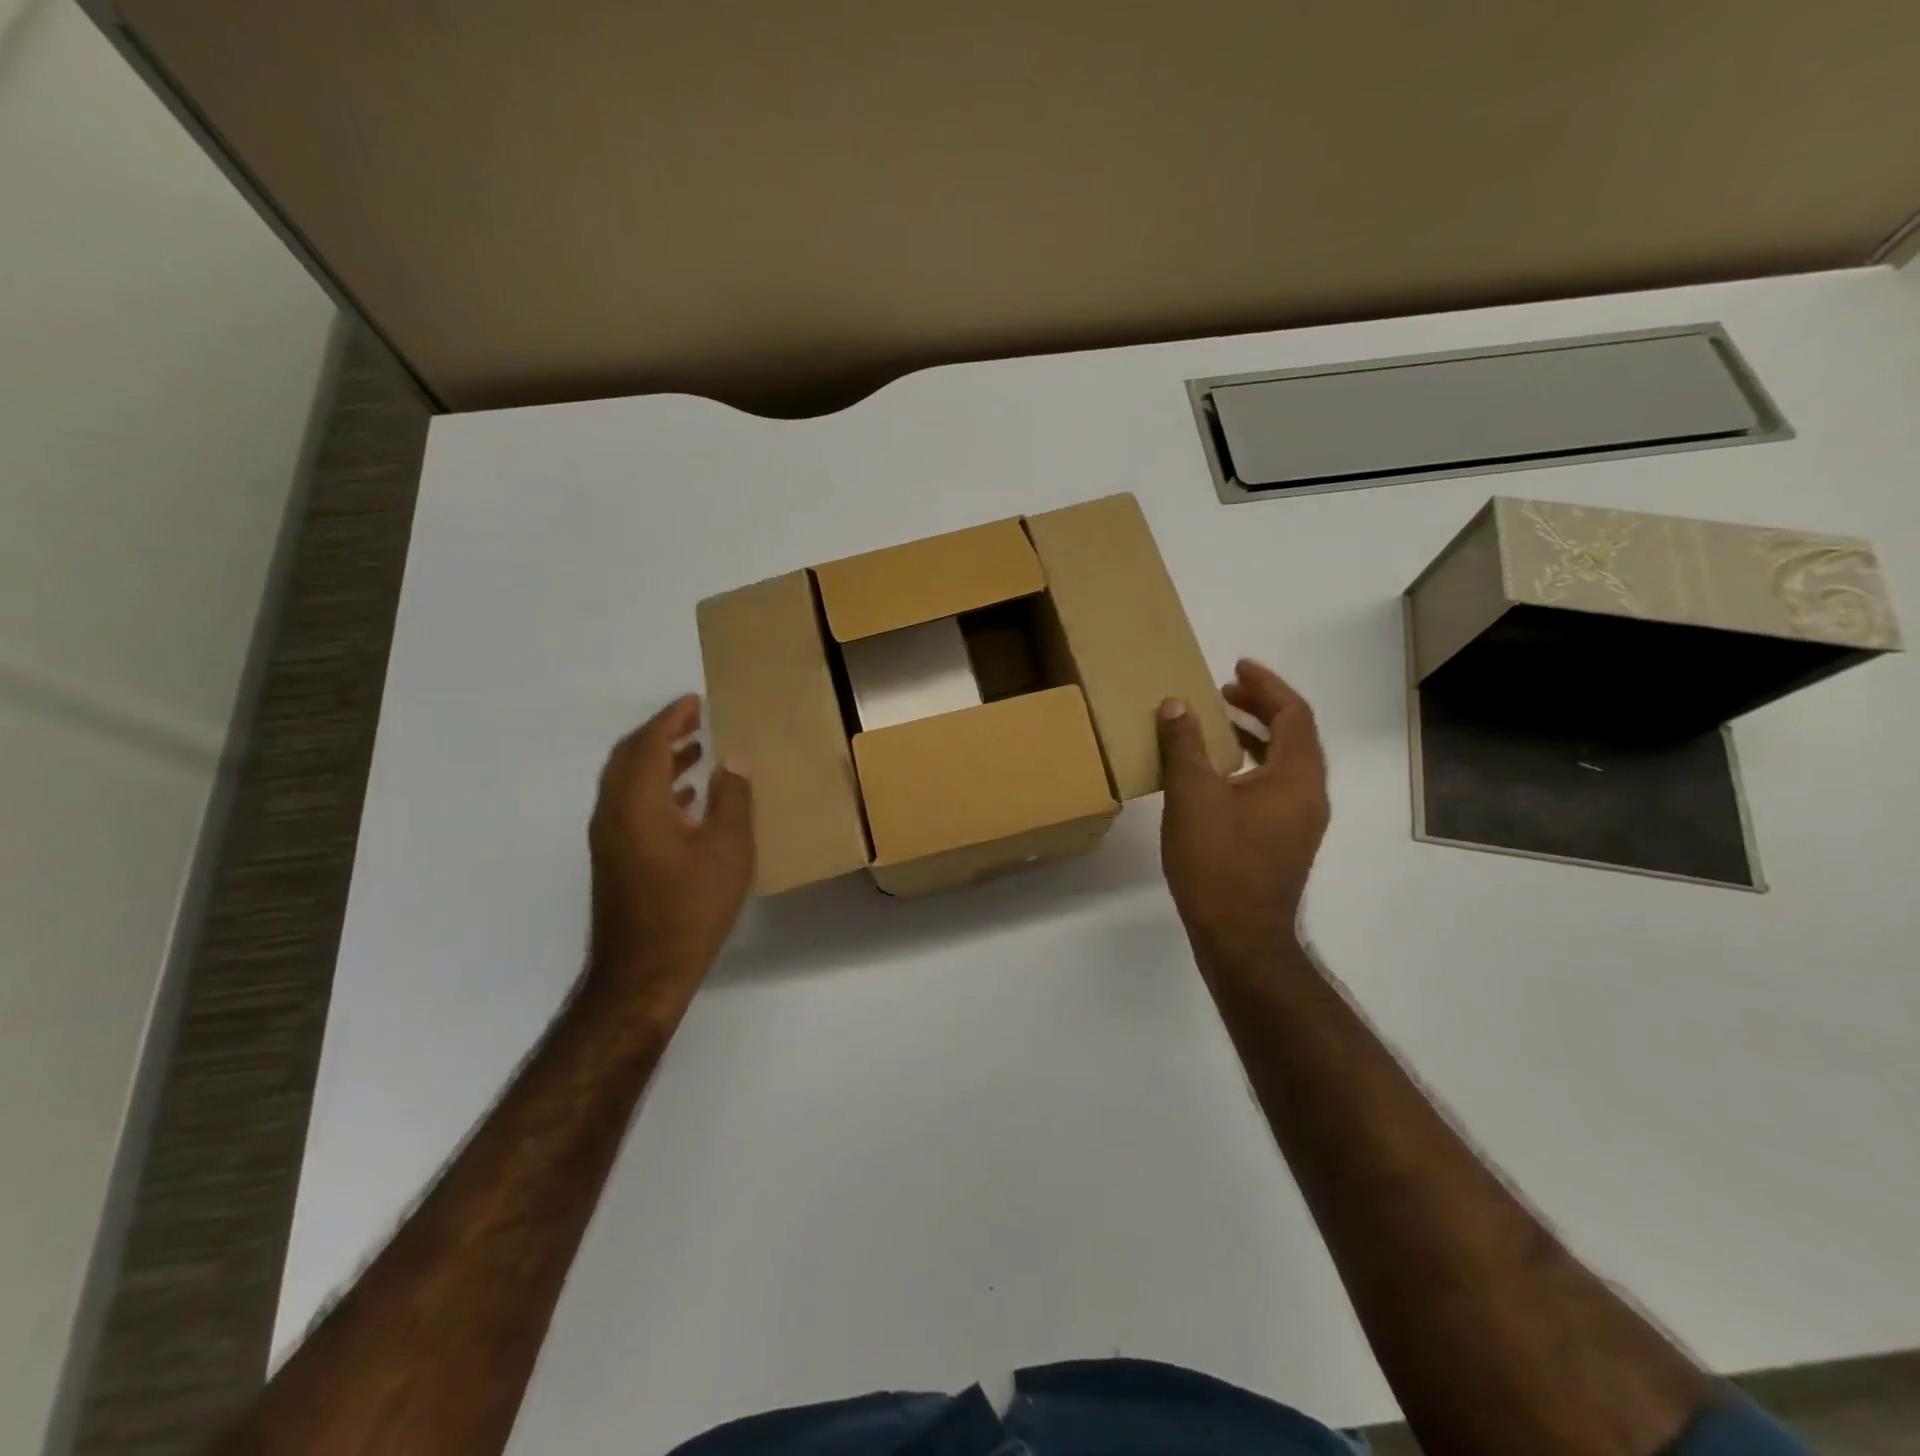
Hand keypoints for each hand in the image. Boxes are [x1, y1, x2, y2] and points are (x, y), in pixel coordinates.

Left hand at [587, 694, 754, 1016]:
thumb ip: (732, 799)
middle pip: (629, 758)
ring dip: (658, 762)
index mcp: (637, 803)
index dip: (670, 718)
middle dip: (660, 735)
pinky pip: (630, 806)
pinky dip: (655, 790)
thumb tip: (732, 761)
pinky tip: (687, 801)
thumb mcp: (727, 849)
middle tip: (694, 721)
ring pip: (628, 783)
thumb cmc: (691, 906)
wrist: (643, 972)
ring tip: (696, 753)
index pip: (648, 744)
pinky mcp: (613, 859)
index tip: (694, 702)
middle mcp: (613, 813)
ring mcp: (609, 838)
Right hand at [1156, 659, 1328, 967]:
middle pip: (1294, 736)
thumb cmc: (1218, 862)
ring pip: (1285, 763)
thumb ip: (1184, 745)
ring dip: (1255, 737)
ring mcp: (1299, 822)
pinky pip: (1275, 787)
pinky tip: (1217, 776)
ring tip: (1218, 724)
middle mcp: (1308, 795)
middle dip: (1260, 707)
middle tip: (1224, 692)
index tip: (1236, 668)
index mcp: (1296, 777)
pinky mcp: (1284, 842)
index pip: (1293, 714)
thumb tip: (1177, 705)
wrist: (1240, 937)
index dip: (1266, 685)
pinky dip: (1251, 766)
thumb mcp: (1192, 796)